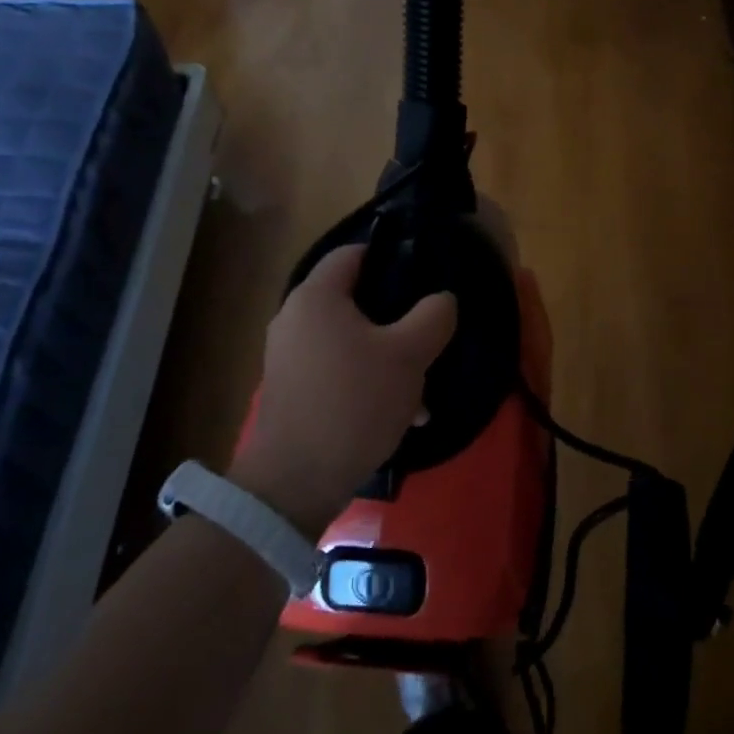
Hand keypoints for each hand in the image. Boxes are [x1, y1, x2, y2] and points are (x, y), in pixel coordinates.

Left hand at [230, 245, 457, 536]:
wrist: (296, 482)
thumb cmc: (354, 402)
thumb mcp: (408, 355)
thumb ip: (434, 316)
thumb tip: (443, 299)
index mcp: (316, 296)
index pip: (353, 252)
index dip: (391, 256)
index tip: (424, 275)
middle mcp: (295, 318)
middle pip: (355, 299)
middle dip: (397, 318)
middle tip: (429, 335)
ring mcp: (289, 356)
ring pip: (351, 340)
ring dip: (387, 357)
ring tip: (421, 388)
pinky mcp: (292, 390)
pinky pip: (337, 371)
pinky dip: (366, 381)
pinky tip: (400, 414)